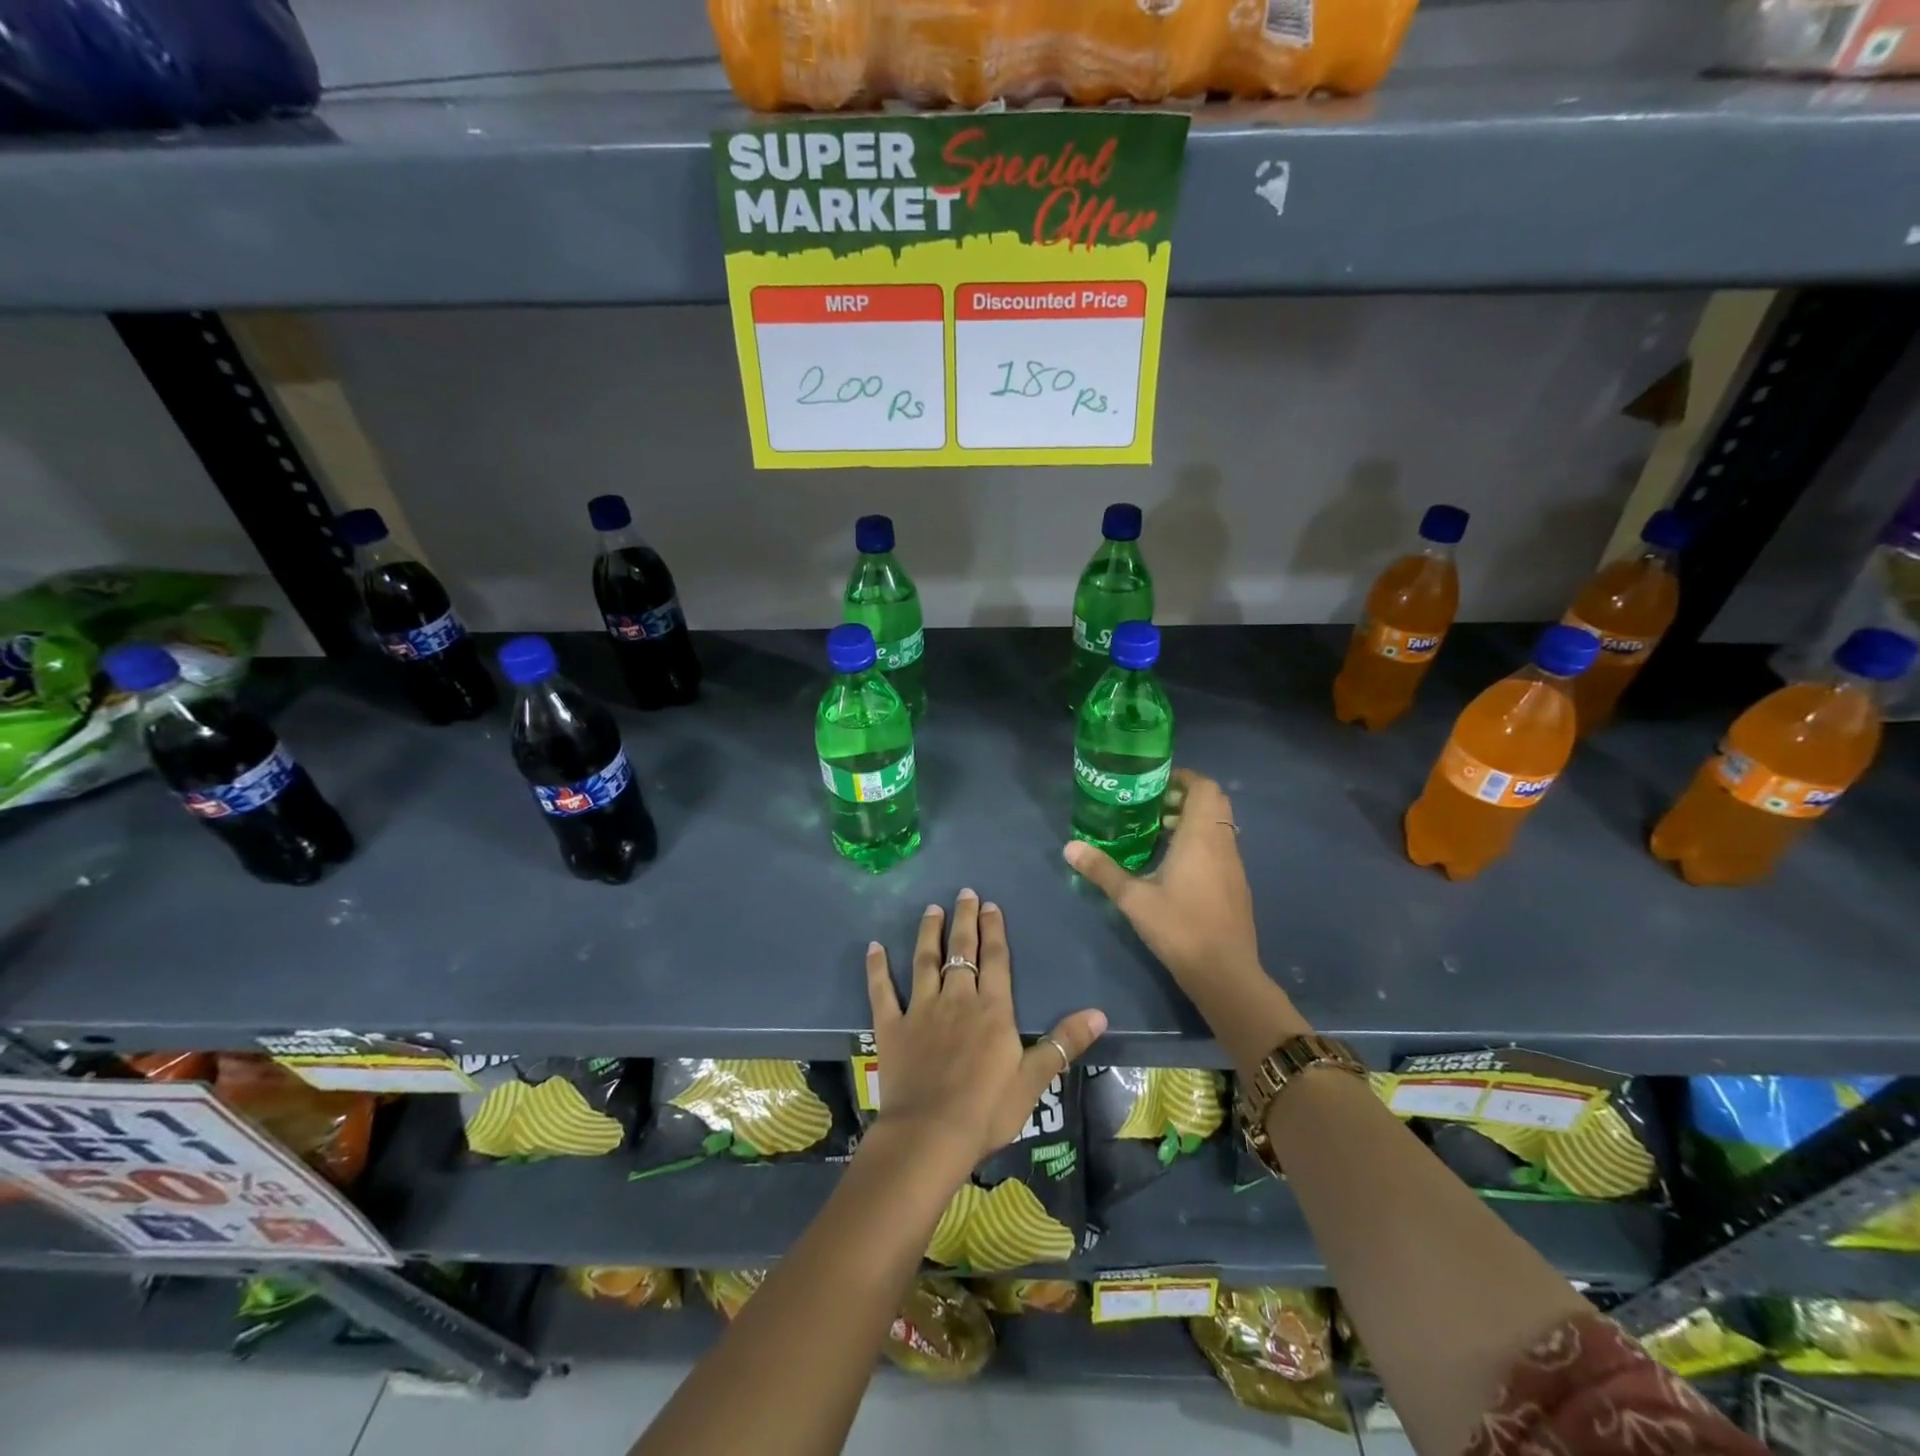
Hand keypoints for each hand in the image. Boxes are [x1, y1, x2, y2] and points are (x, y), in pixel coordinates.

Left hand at [865, 889, 1105, 1175]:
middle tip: (964, 892)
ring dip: (928, 933)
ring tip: (931, 909)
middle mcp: (957, 999)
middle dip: (964, 920)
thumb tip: (1100, 1013)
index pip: (995, 960)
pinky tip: (874, 947)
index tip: (990, 905)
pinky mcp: (892, 1027)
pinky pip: (882, 991)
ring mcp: (921, 1010)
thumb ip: (1063, 1043)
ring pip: (925, 961)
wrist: (931, 1134)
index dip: (993, 930)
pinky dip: (877, 969)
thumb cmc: (987, 1110)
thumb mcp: (1034, 1080)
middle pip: (961, 951)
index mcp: (992, 1010)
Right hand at [1063, 769, 1261, 997]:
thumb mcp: (1133, 898)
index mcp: (1201, 836)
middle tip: (1152, 805)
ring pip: (1219, 825)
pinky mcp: (1236, 884)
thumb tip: (1069, 847)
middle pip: (1214, 802)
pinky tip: (1174, 865)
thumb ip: (1102, 870)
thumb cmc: (1179, 927)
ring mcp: (1234, 864)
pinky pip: (1220, 846)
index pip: (1204, 787)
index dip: (1183, 777)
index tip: (1154, 782)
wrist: (1224, 972)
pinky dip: (1201, 841)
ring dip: (1193, 820)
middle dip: (1185, 796)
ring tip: (1157, 832)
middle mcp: (1222, 843)